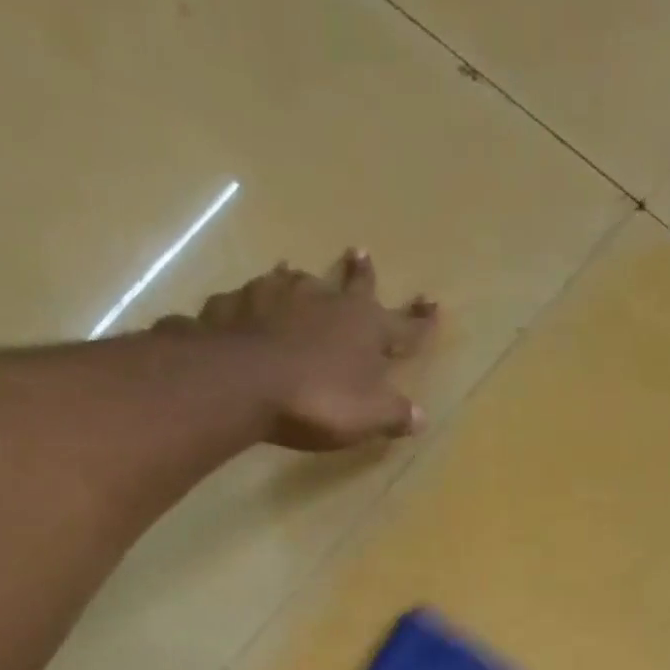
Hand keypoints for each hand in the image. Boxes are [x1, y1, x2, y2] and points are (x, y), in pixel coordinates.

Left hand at [188, 249, 437, 451]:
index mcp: (365, 327)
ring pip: (295, 282)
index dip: (420, 321)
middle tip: (359, 252)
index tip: (433, 304)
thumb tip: (420, 417)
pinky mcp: (237, 305)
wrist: (242, 381)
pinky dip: (253, 305)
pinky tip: (246, 308)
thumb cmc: (317, 400)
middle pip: (350, 285)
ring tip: (294, 270)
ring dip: (299, 279)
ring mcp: (278, 296)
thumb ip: (394, 415)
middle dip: (360, 273)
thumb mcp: (367, 416)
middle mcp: (325, 301)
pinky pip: (249, 301)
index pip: (404, 326)